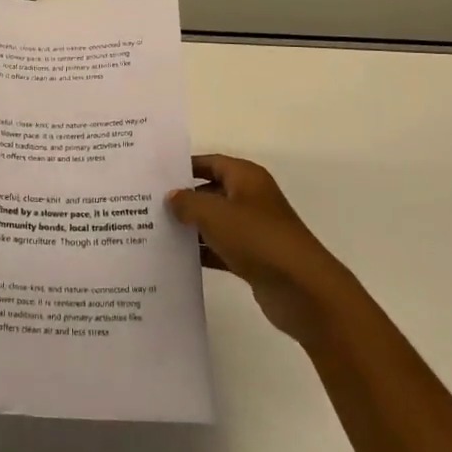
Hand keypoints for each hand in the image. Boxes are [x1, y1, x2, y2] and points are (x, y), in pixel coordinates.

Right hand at [166, 155, 349, 344]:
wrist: (302, 289)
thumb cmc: (257, 238)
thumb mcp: (214, 214)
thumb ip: (187, 202)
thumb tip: (172, 197)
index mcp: (246, 177)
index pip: (210, 162)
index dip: (184, 166)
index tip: (155, 175)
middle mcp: (251, 198)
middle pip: (211, 191)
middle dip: (184, 198)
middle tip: (149, 205)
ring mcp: (254, 230)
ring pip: (215, 222)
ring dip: (191, 227)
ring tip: (156, 231)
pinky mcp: (254, 258)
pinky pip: (222, 248)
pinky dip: (204, 252)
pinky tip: (178, 259)